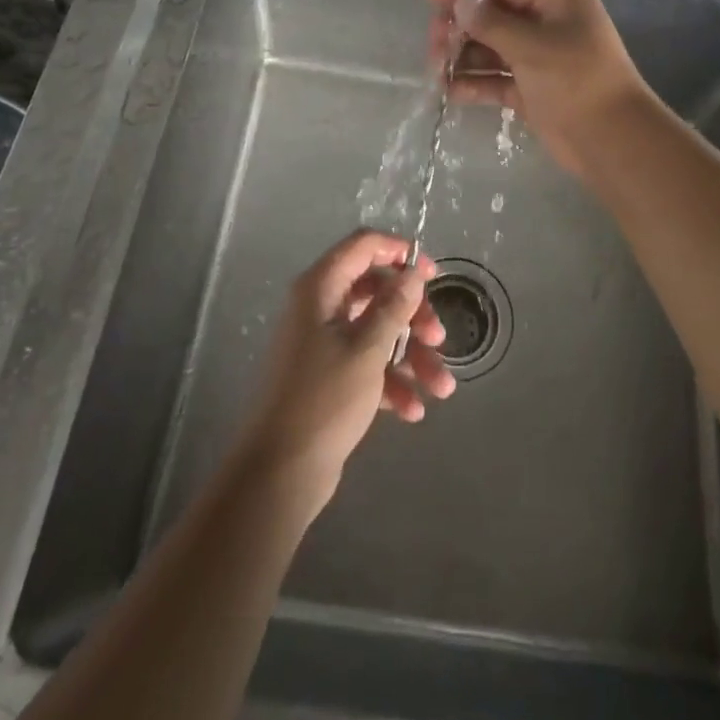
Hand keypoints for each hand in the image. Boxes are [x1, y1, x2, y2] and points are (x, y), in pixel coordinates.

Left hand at [238, 231, 454, 515]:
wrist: (279, 473)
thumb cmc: (324, 400)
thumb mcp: (367, 349)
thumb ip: (394, 306)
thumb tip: (413, 273)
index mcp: (321, 288)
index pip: (363, 246)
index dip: (400, 252)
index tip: (433, 274)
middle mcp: (319, 307)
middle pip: (376, 291)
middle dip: (412, 315)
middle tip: (439, 338)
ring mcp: (322, 343)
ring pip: (376, 332)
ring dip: (411, 356)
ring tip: (441, 388)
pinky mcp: (327, 376)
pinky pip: (366, 364)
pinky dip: (390, 381)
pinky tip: (413, 411)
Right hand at [427, 0, 654, 178]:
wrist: (611, 140)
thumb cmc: (575, 79)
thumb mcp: (530, 45)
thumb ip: (490, 22)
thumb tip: (459, 3)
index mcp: (558, 3)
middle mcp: (550, 27)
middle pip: (496, 20)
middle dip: (463, 29)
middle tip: (433, 42)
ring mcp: (541, 61)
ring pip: (494, 52)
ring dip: (464, 58)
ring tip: (435, 70)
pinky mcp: (533, 92)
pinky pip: (498, 81)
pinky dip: (476, 84)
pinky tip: (450, 91)